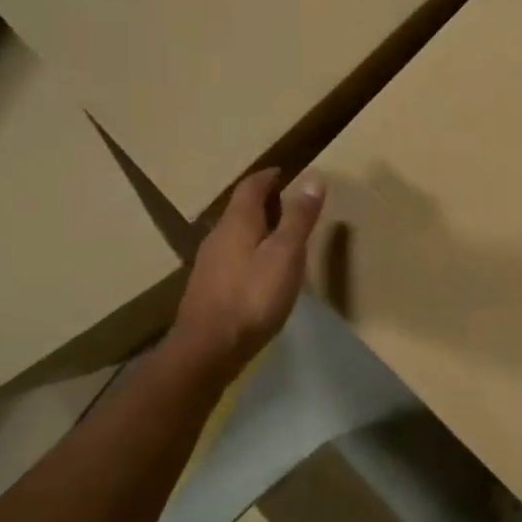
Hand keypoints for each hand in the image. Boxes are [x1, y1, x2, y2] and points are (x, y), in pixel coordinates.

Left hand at [170, 169, 324, 370]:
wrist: (208, 348)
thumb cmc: (252, 297)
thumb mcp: (286, 255)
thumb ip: (299, 218)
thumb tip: (314, 178)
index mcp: (237, 222)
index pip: (251, 187)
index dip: (268, 177)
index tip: (285, 172)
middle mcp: (218, 236)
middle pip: (240, 208)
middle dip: (263, 201)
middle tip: (288, 201)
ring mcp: (210, 263)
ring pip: (235, 233)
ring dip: (256, 226)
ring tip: (279, 232)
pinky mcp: (209, 287)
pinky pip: (232, 255)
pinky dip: (249, 249)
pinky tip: (261, 268)